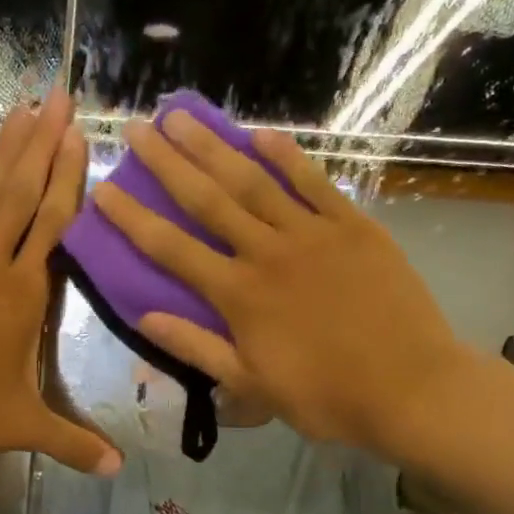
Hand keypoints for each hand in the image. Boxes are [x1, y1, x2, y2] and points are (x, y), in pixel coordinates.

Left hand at [0, 88, 122, 480]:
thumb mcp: (20, 427)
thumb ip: (72, 442)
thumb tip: (119, 470)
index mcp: (18, 295)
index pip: (50, 223)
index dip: (66, 177)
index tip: (77, 134)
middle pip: (17, 191)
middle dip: (40, 141)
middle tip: (57, 93)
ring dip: (2, 148)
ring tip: (19, 108)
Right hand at [89, 112, 475, 461]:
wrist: (409, 388)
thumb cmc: (324, 396)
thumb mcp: (250, 384)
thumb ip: (196, 347)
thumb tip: (145, 316)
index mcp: (238, 295)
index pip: (171, 249)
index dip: (133, 218)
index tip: (103, 188)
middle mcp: (267, 253)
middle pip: (207, 200)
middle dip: (167, 162)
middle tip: (137, 128)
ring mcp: (312, 234)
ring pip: (253, 181)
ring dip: (214, 146)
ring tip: (183, 117)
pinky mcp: (353, 226)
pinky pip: (315, 183)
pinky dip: (287, 157)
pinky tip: (261, 134)